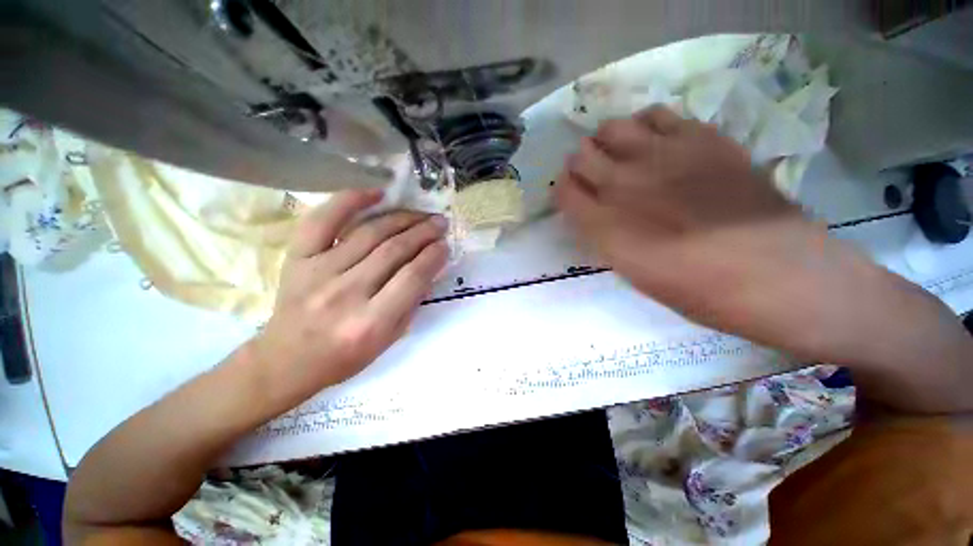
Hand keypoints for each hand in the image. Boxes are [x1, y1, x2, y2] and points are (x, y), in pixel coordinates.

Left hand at [252, 189, 448, 406]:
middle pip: (394, 250)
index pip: (412, 277)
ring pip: (369, 232)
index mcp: (371, 322)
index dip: (433, 256)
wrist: (287, 361)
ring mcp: (318, 272)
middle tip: (439, 222)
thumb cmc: (345, 357)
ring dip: (402, 218)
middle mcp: (346, 293)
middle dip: (424, 232)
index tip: (445, 244)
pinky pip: (324, 220)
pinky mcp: (297, 258)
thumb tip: (430, 267)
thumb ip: (412, 302)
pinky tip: (376, 193)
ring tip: (420, 213)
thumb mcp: (389, 339)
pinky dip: (351, 201)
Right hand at [555, 106, 861, 356]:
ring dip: (607, 142)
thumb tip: (594, 212)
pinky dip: (644, 126)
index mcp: (604, 223)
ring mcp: (661, 154)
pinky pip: (655, 114)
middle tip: (594, 176)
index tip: (572, 196)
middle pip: (580, 154)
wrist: (774, 272)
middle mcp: (623, 183)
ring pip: (611, 127)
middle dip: (580, 165)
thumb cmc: (696, 289)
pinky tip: (654, 142)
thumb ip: (604, 235)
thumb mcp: (632, 272)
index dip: (564, 190)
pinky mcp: (699, 137)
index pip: (564, 190)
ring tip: (621, 155)